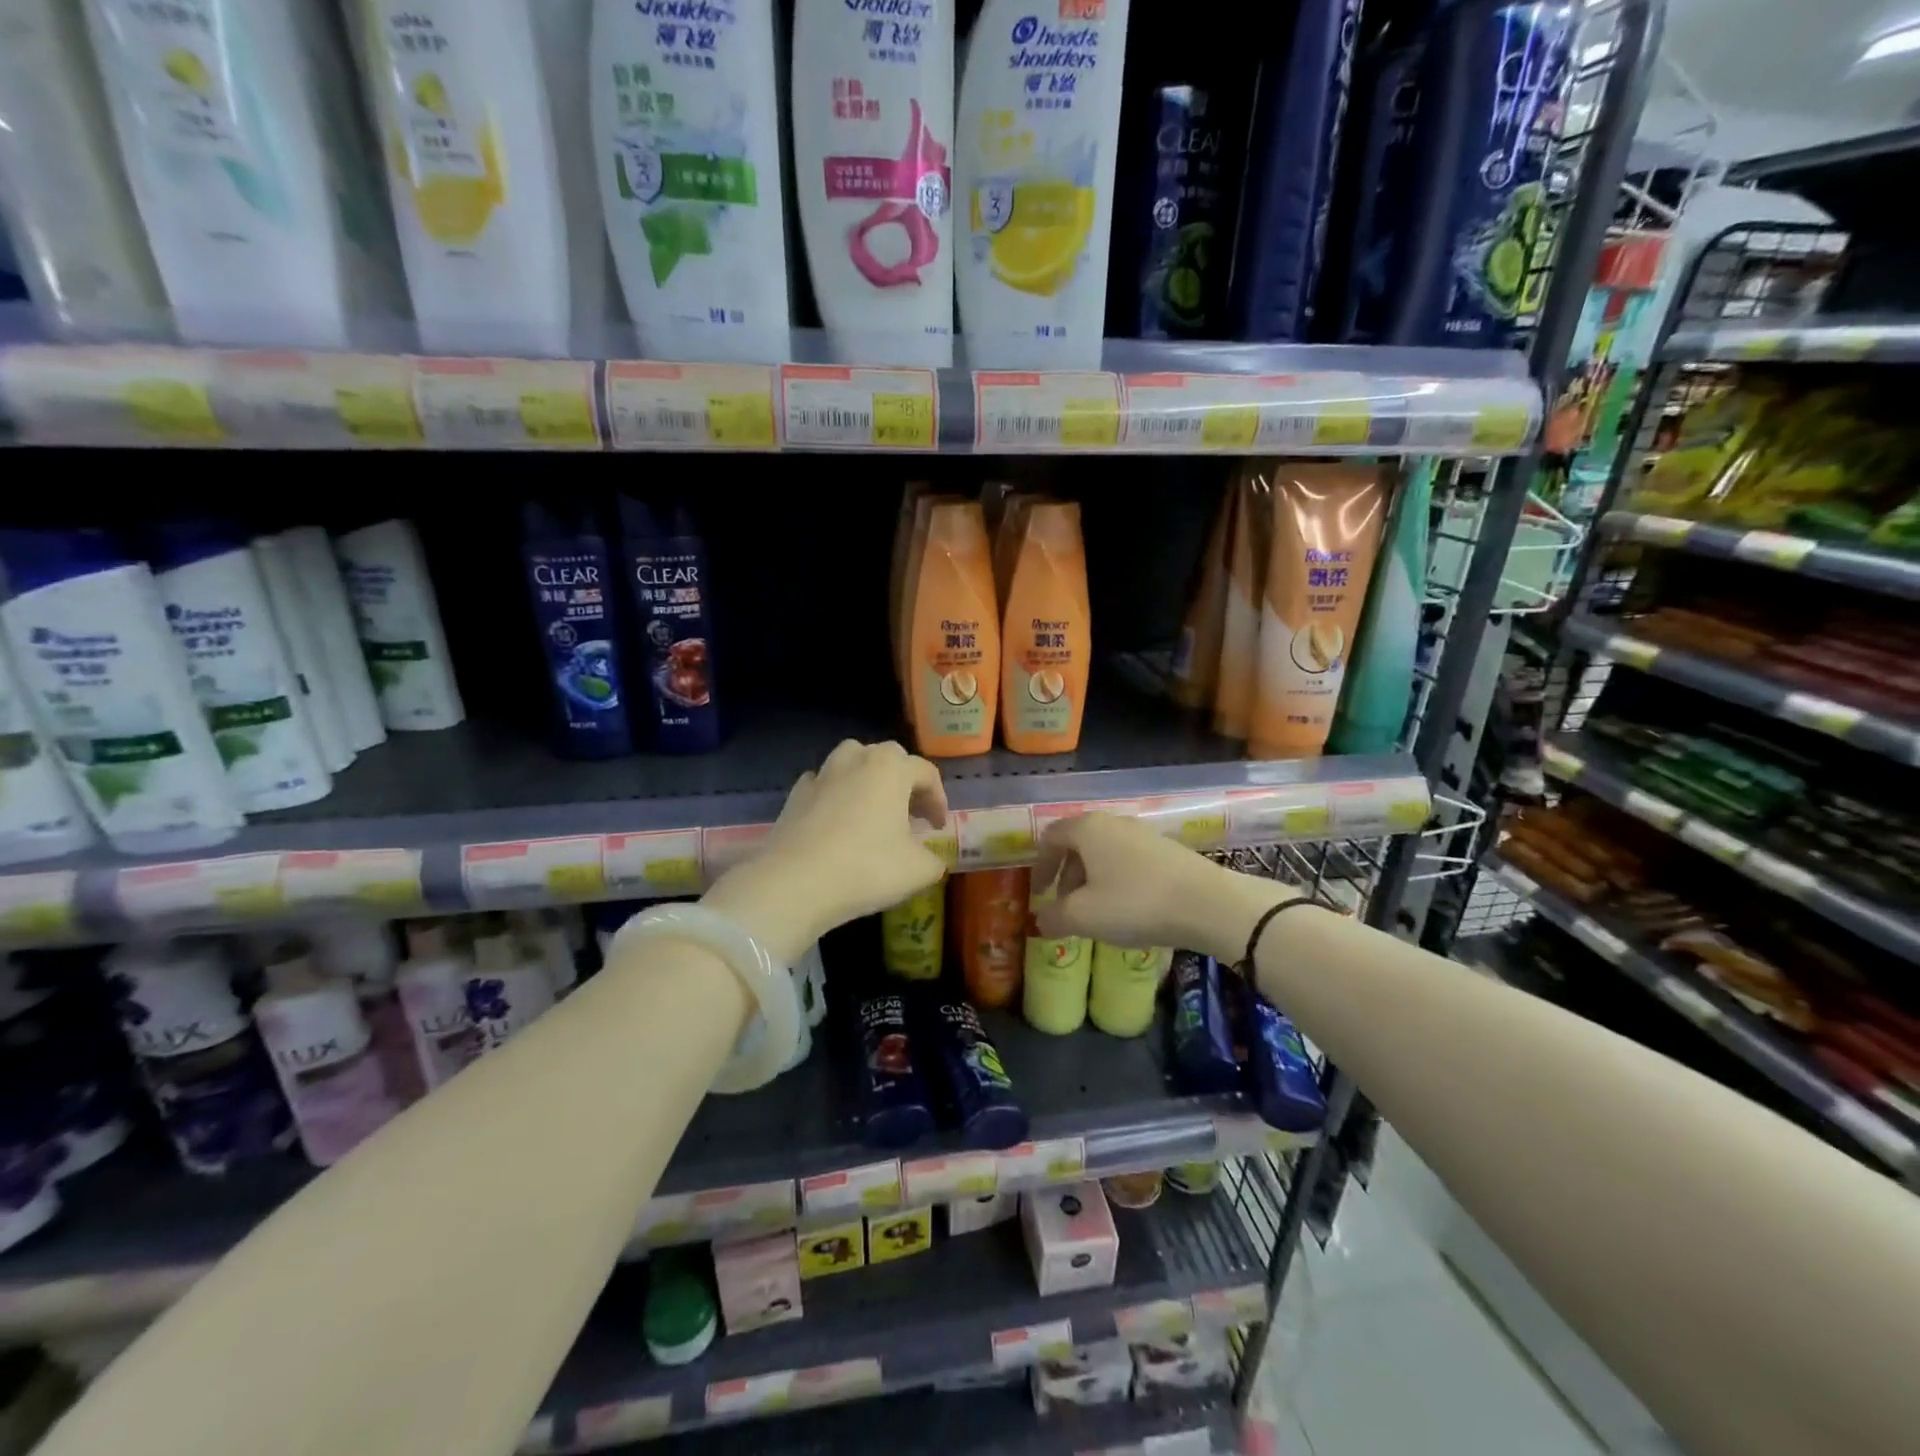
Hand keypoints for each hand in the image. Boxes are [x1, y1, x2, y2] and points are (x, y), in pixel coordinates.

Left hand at [705, 740, 948, 963]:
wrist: (795, 883)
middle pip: (888, 757)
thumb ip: (932, 860)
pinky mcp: (795, 795)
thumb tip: (930, 859)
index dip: (938, 799)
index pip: (926, 772)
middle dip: (904, 781)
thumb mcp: (918, 870)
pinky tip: (837, 818)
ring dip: (867, 778)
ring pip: (852, 760)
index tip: (937, 827)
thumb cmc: (866, 868)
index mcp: (891, 769)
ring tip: (873, 808)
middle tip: (910, 813)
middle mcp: (856, 760)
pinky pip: (823, 783)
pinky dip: (835, 794)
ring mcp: (821, 774)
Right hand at [1032, 813, 1295, 963]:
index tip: (1037, 892)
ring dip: (1092, 878)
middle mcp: (1113, 822)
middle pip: (1078, 842)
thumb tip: (1040, 919)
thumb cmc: (1135, 903)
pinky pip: (1129, 860)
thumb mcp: (1084, 916)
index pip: (1051, 837)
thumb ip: (1054, 916)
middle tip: (1064, 904)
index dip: (1040, 865)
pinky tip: (1127, 907)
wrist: (1208, 904)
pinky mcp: (1168, 849)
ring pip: (1105, 851)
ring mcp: (1144, 833)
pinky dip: (1117, 879)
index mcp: (1087, 829)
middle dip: (1066, 874)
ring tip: (1095, 910)